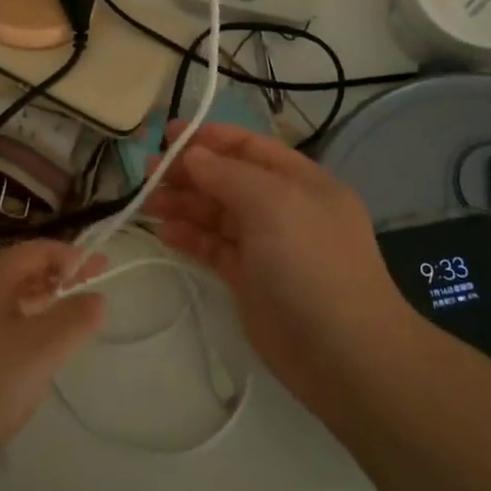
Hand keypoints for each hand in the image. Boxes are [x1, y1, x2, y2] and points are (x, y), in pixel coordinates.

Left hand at [0, 240, 105, 474]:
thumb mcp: (42, 350)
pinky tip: (27, 353)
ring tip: (65, 324)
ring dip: (39, 303)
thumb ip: (75, 319)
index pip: (39, 249)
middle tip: (91, 296)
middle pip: (21, 270)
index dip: (73, 257)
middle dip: (58, 279)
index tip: (101, 272)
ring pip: (5, 298)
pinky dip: (18, 324)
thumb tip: (95, 297)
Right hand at [143, 121, 414, 425]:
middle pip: (229, 179)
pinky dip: (190, 237)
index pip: (251, 148)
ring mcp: (267, 246)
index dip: (211, 138)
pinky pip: (214, 248)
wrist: (343, 354)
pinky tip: (164, 232)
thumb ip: (228, 174)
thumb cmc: (311, 264)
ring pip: (218, 214)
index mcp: (301, 182)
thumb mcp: (273, 204)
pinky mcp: (250, 280)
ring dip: (184, 204)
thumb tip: (192, 155)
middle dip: (190, 172)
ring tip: (147, 203)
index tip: (168, 135)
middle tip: (148, 173)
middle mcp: (285, 209)